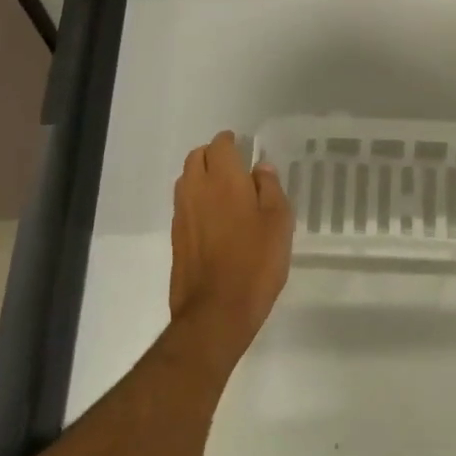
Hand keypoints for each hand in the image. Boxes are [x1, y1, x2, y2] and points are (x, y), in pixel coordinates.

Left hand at [169, 131, 292, 373]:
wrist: (216, 313)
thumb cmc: (255, 263)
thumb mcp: (278, 222)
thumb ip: (270, 189)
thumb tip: (260, 168)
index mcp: (223, 180)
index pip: (219, 146)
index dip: (230, 142)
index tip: (242, 145)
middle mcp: (196, 190)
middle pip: (196, 158)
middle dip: (212, 154)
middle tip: (233, 164)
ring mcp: (182, 215)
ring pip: (186, 180)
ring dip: (201, 175)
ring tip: (224, 189)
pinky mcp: (176, 238)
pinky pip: (184, 204)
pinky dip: (196, 199)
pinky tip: (214, 217)